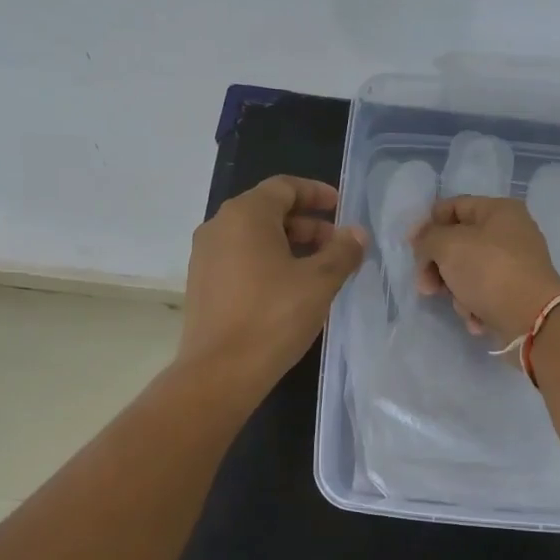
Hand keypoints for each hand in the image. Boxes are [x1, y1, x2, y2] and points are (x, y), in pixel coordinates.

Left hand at [180, 175, 366, 389]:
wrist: (220, 372)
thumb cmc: (273, 317)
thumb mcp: (319, 282)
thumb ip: (342, 251)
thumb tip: (356, 233)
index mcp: (245, 215)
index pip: (284, 187)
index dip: (316, 193)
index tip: (341, 207)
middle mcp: (219, 226)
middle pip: (268, 210)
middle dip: (307, 224)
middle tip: (337, 245)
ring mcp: (205, 256)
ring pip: (254, 236)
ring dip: (290, 244)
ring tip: (319, 269)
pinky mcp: (202, 283)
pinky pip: (240, 258)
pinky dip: (268, 261)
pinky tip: (291, 288)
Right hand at [411, 196, 559, 345]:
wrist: (532, 319)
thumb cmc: (489, 271)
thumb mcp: (448, 245)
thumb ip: (428, 238)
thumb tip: (424, 242)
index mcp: (499, 210)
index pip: (452, 206)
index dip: (427, 225)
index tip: (411, 249)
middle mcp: (510, 233)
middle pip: (458, 243)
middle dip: (438, 266)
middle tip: (425, 286)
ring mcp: (515, 265)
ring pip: (468, 272)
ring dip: (456, 291)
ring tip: (462, 305)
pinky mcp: (516, 293)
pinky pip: (484, 294)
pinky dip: (475, 306)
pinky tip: (476, 319)